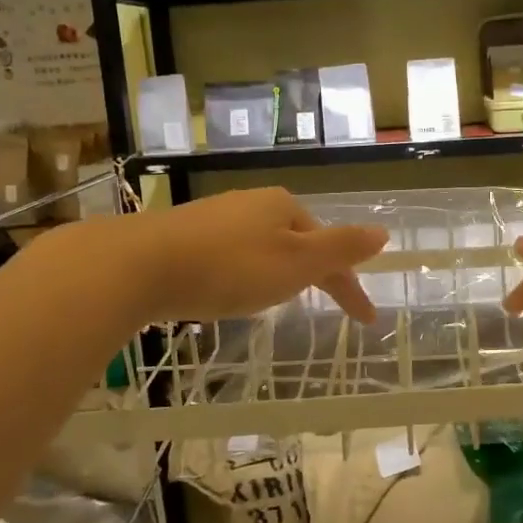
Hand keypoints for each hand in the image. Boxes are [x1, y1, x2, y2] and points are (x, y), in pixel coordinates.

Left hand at [101, 187, 385, 322]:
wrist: (139, 265)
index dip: (350, 285)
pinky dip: (245, 272)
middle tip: (322, 304)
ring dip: (279, 272)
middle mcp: (252, 203)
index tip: (366, 320)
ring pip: (263, 246)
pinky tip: (230, 288)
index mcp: (284, 206)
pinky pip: (232, 253)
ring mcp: (216, 216)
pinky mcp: (186, 234)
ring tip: (276, 300)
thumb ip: (341, 249)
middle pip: (297, 241)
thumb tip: (383, 232)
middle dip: (313, 272)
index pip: (330, 248)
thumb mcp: (295, 262)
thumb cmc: (229, 267)